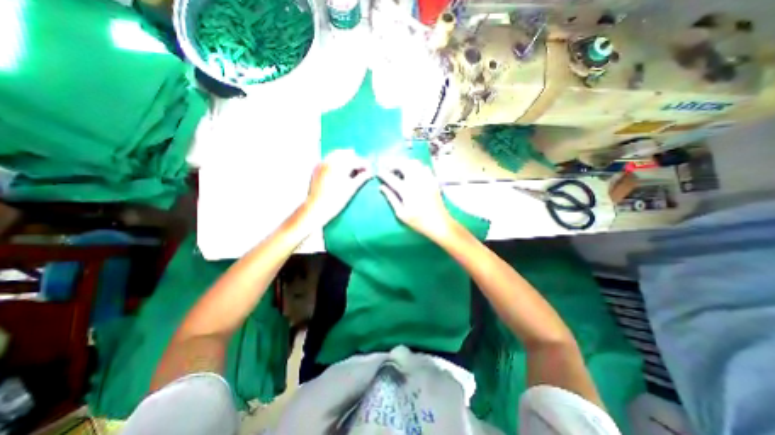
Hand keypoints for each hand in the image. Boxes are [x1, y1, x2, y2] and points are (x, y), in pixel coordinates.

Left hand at [306, 150, 372, 224]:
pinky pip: (329, 159)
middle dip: (355, 160)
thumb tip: (370, 173)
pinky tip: (340, 170)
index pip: (357, 160)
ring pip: (337, 154)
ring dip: (346, 158)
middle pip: (347, 154)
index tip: (370, 170)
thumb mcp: (352, 189)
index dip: (365, 165)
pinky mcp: (317, 168)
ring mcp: (322, 163)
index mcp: (341, 165)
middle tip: (362, 170)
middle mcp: (331, 160)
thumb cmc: (336, 200)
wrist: (317, 208)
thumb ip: (362, 178)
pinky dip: (336, 161)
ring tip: (352, 169)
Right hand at [376, 157, 454, 240]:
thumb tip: (381, 187)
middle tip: (389, 168)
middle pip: (403, 164)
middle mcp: (416, 181)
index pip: (391, 178)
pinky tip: (413, 172)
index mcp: (406, 190)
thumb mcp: (401, 213)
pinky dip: (416, 166)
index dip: (383, 173)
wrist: (440, 223)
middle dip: (394, 163)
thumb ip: (391, 198)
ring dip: (405, 163)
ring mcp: (426, 179)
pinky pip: (424, 167)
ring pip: (414, 163)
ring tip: (400, 169)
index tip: (378, 172)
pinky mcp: (433, 180)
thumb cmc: (418, 221)